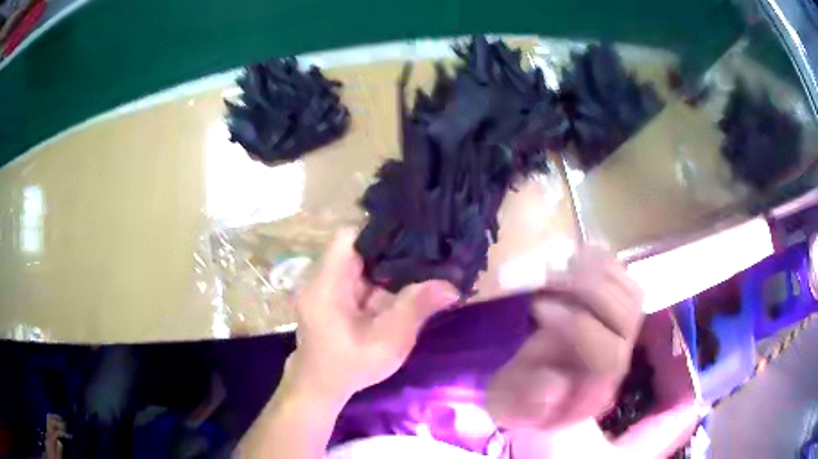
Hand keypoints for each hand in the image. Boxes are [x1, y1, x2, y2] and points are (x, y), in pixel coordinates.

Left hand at [284, 228, 459, 404]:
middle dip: (391, 246)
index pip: (348, 235)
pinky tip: (405, 282)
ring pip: (360, 260)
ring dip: (387, 263)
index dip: (379, 229)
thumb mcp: (387, 342)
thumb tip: (451, 285)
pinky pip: (359, 276)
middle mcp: (322, 277)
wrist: (320, 386)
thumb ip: (416, 309)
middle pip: (356, 245)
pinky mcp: (333, 294)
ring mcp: (326, 285)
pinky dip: (381, 277)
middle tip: (427, 247)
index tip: (413, 231)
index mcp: (327, 284)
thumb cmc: (350, 366)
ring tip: (422, 260)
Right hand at [486, 247, 643, 429]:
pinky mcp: (615, 314)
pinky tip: (580, 255)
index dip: (577, 326)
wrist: (531, 393)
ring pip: (632, 295)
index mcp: (595, 390)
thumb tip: (555, 383)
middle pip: (628, 318)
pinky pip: (626, 282)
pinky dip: (606, 263)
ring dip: (600, 272)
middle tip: (550, 277)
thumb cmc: (518, 402)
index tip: (537, 307)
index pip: (607, 355)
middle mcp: (617, 360)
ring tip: (563, 264)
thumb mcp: (511, 409)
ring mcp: (620, 335)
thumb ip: (528, 401)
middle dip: (590, 290)